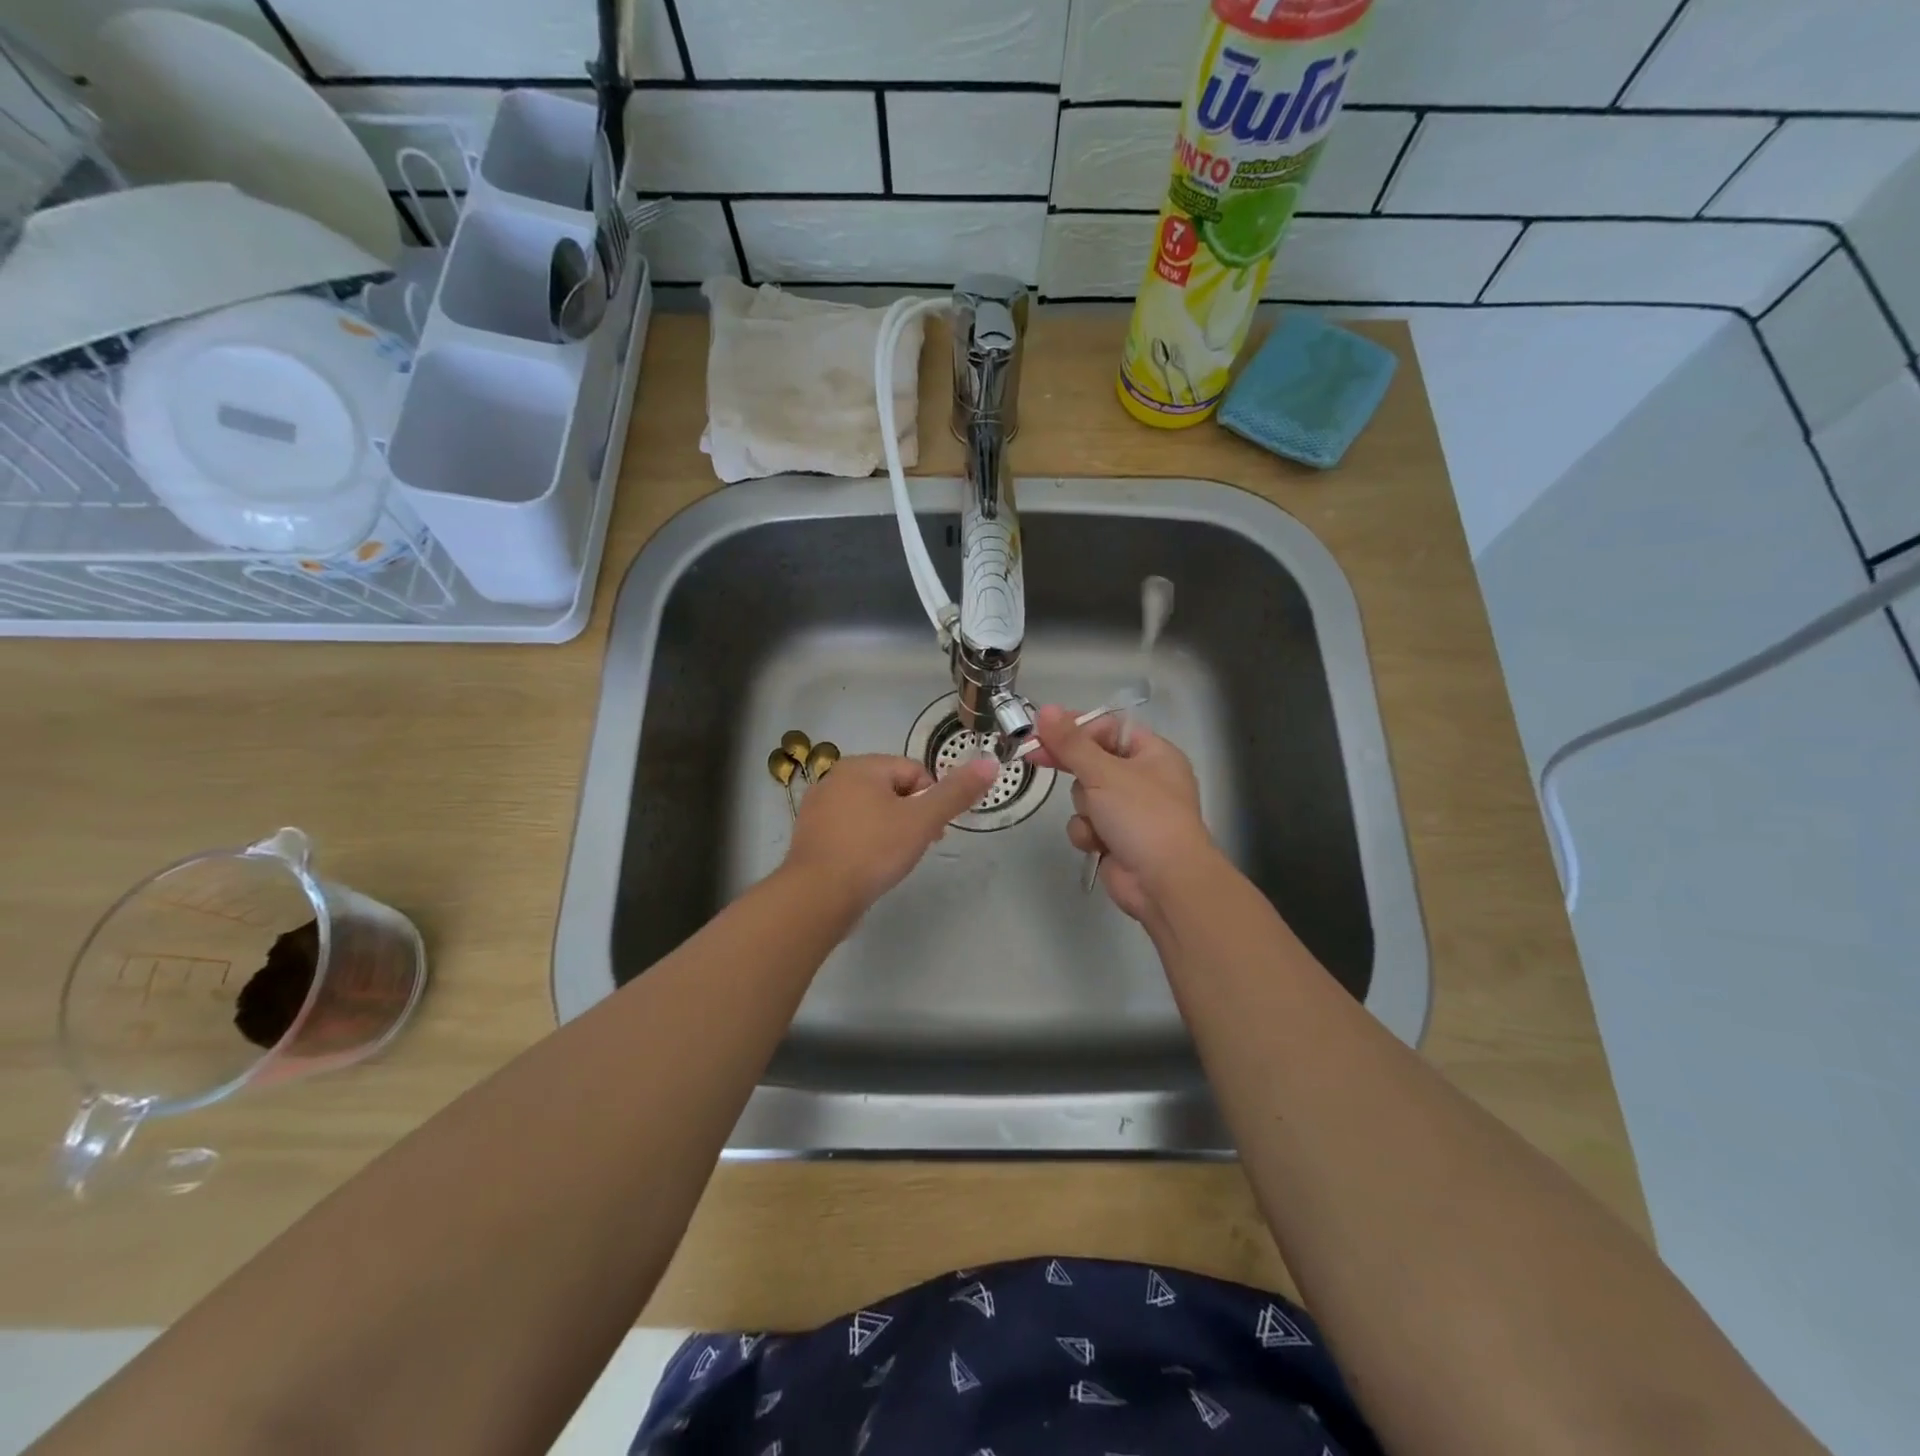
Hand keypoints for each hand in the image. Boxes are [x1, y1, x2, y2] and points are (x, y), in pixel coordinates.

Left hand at [782, 753, 998, 913]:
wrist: (817, 896)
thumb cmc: (873, 851)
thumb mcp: (923, 821)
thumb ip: (956, 793)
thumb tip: (990, 764)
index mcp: (861, 766)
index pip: (914, 772)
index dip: (931, 800)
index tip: (933, 831)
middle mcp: (835, 778)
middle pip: (891, 789)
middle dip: (910, 815)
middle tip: (916, 847)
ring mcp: (817, 807)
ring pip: (870, 811)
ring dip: (888, 830)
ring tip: (893, 860)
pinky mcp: (810, 836)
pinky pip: (849, 830)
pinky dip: (864, 843)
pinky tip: (868, 867)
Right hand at [1027, 704, 1215, 922]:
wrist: (1164, 882)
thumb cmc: (1142, 816)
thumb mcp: (1104, 772)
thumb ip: (1071, 742)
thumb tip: (1045, 710)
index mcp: (1153, 754)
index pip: (1108, 728)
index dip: (1076, 728)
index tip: (1042, 730)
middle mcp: (1143, 779)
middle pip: (1092, 761)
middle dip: (1073, 768)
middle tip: (1034, 757)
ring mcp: (1129, 811)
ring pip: (1085, 795)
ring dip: (1084, 809)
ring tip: (1098, 821)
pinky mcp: (1115, 838)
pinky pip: (1087, 824)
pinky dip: (1088, 833)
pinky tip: (1099, 844)